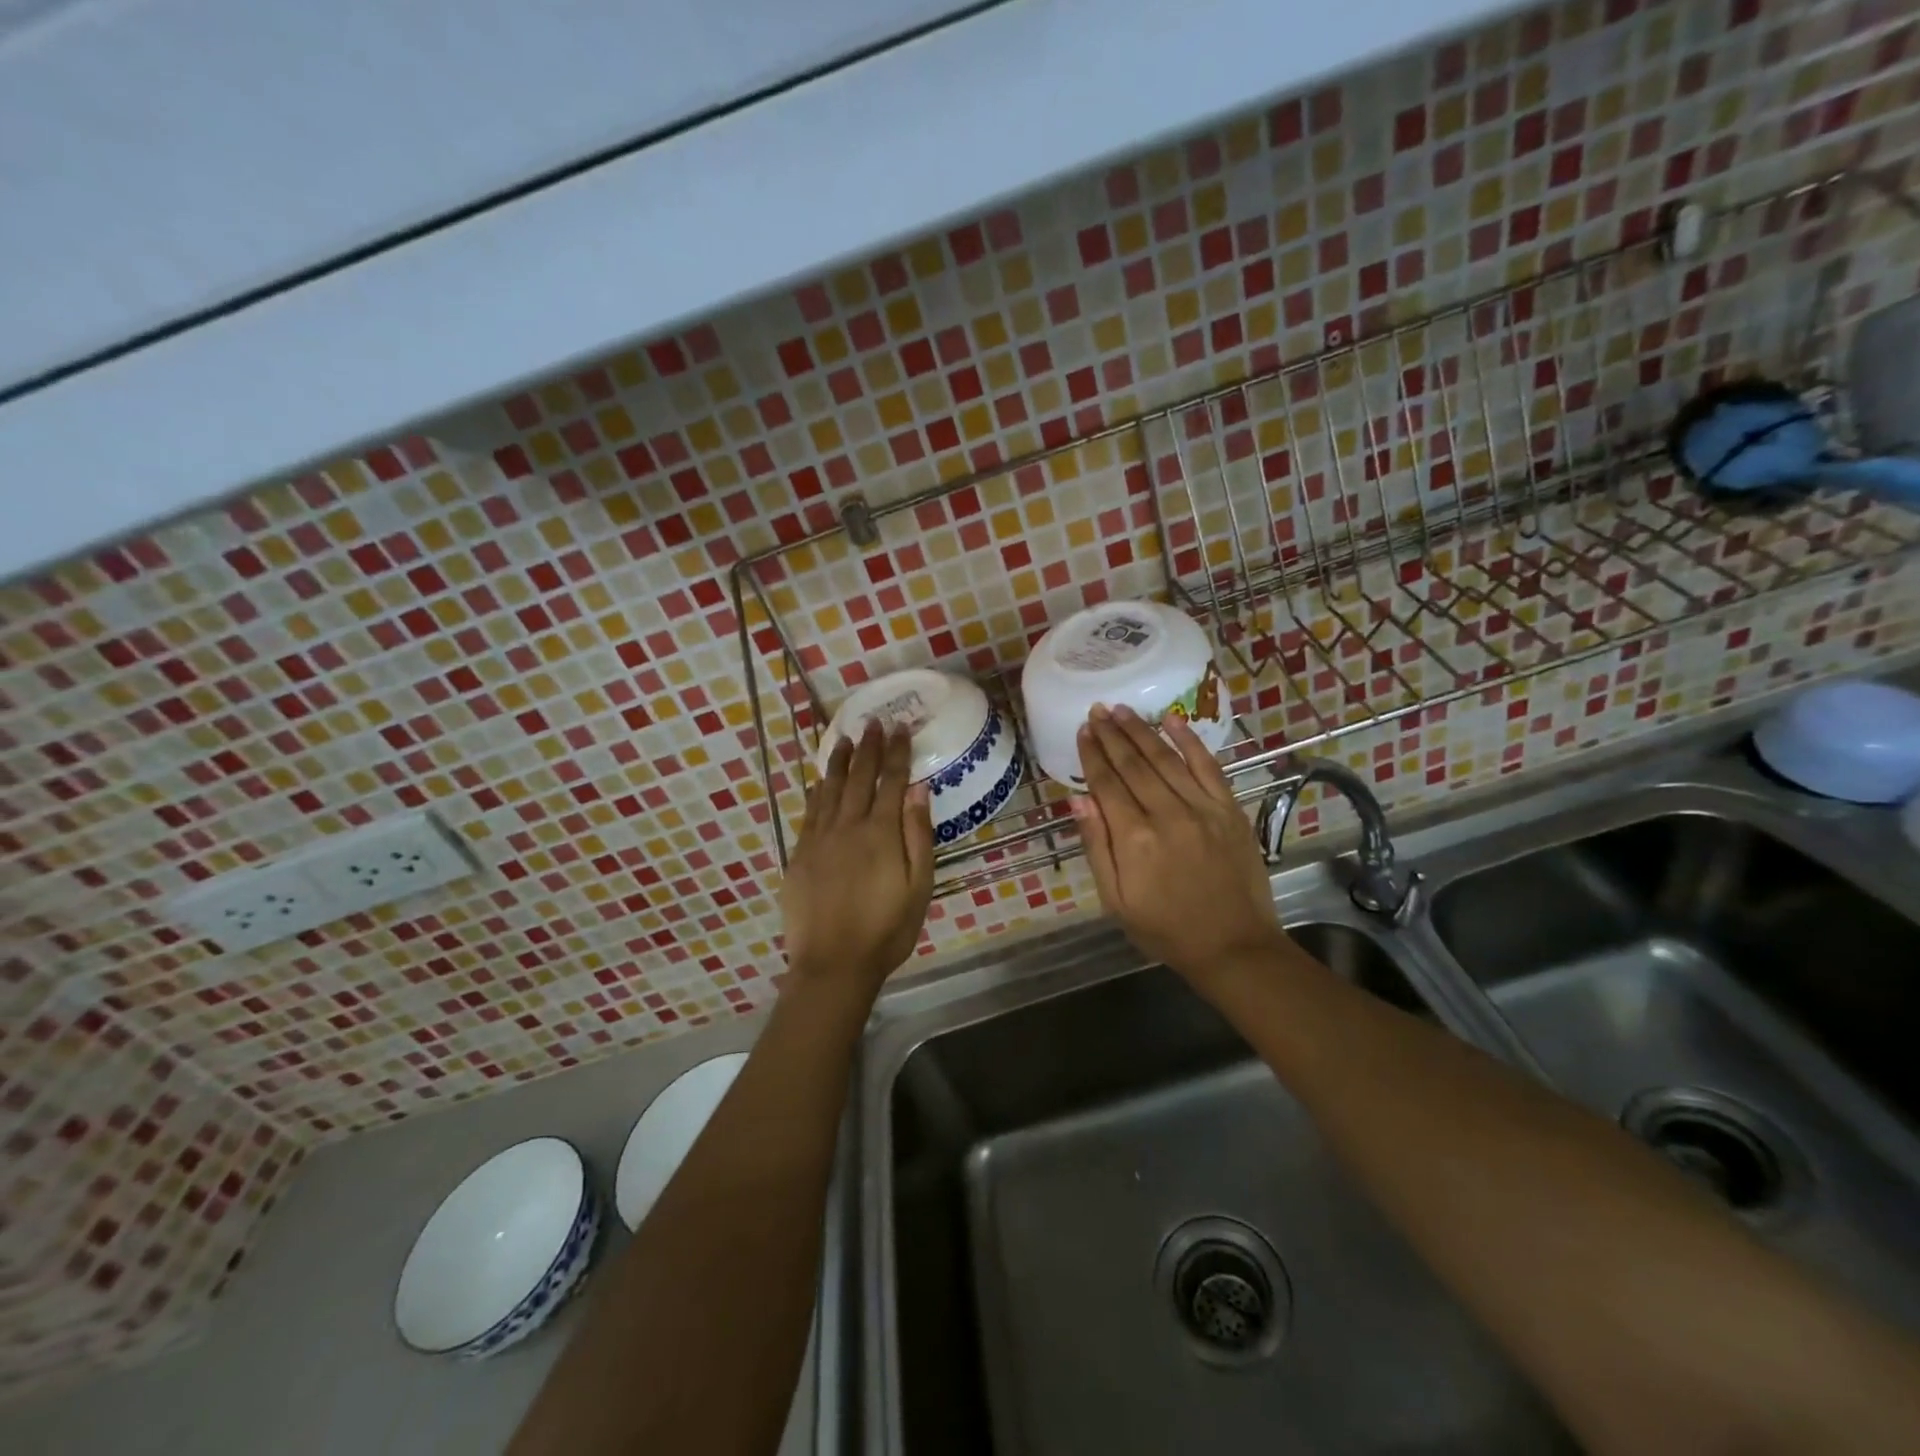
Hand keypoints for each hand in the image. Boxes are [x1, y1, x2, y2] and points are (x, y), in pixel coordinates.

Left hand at [781, 722, 934, 998]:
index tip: (899, 728)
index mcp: (881, 833)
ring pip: (830, 789)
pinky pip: (810, 811)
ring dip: (839, 761)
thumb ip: (918, 835)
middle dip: (868, 747)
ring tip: (844, 738)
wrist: (833, 963)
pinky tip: (820, 780)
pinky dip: (817, 790)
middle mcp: (848, 826)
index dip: (896, 752)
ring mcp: (820, 839)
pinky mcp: (800, 854)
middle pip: (859, 777)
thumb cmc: (886, 930)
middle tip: (873, 722)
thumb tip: (919, 789)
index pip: (890, 781)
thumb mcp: (919, 887)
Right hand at [1072, 705, 1284, 980]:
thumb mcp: (1116, 900)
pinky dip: (1190, 742)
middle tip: (1097, 710)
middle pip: (1134, 765)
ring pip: (1166, 759)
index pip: (1107, 784)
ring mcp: (1203, 809)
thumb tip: (1078, 799)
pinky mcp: (1230, 810)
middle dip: (1112, 735)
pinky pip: (1209, 767)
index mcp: (1135, 839)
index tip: (1082, 730)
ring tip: (1122, 710)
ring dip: (1142, 731)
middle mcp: (1168, 815)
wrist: (1234, 947)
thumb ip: (1096, 846)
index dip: (1092, 755)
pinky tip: (1173, 720)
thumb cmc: (1165, 929)